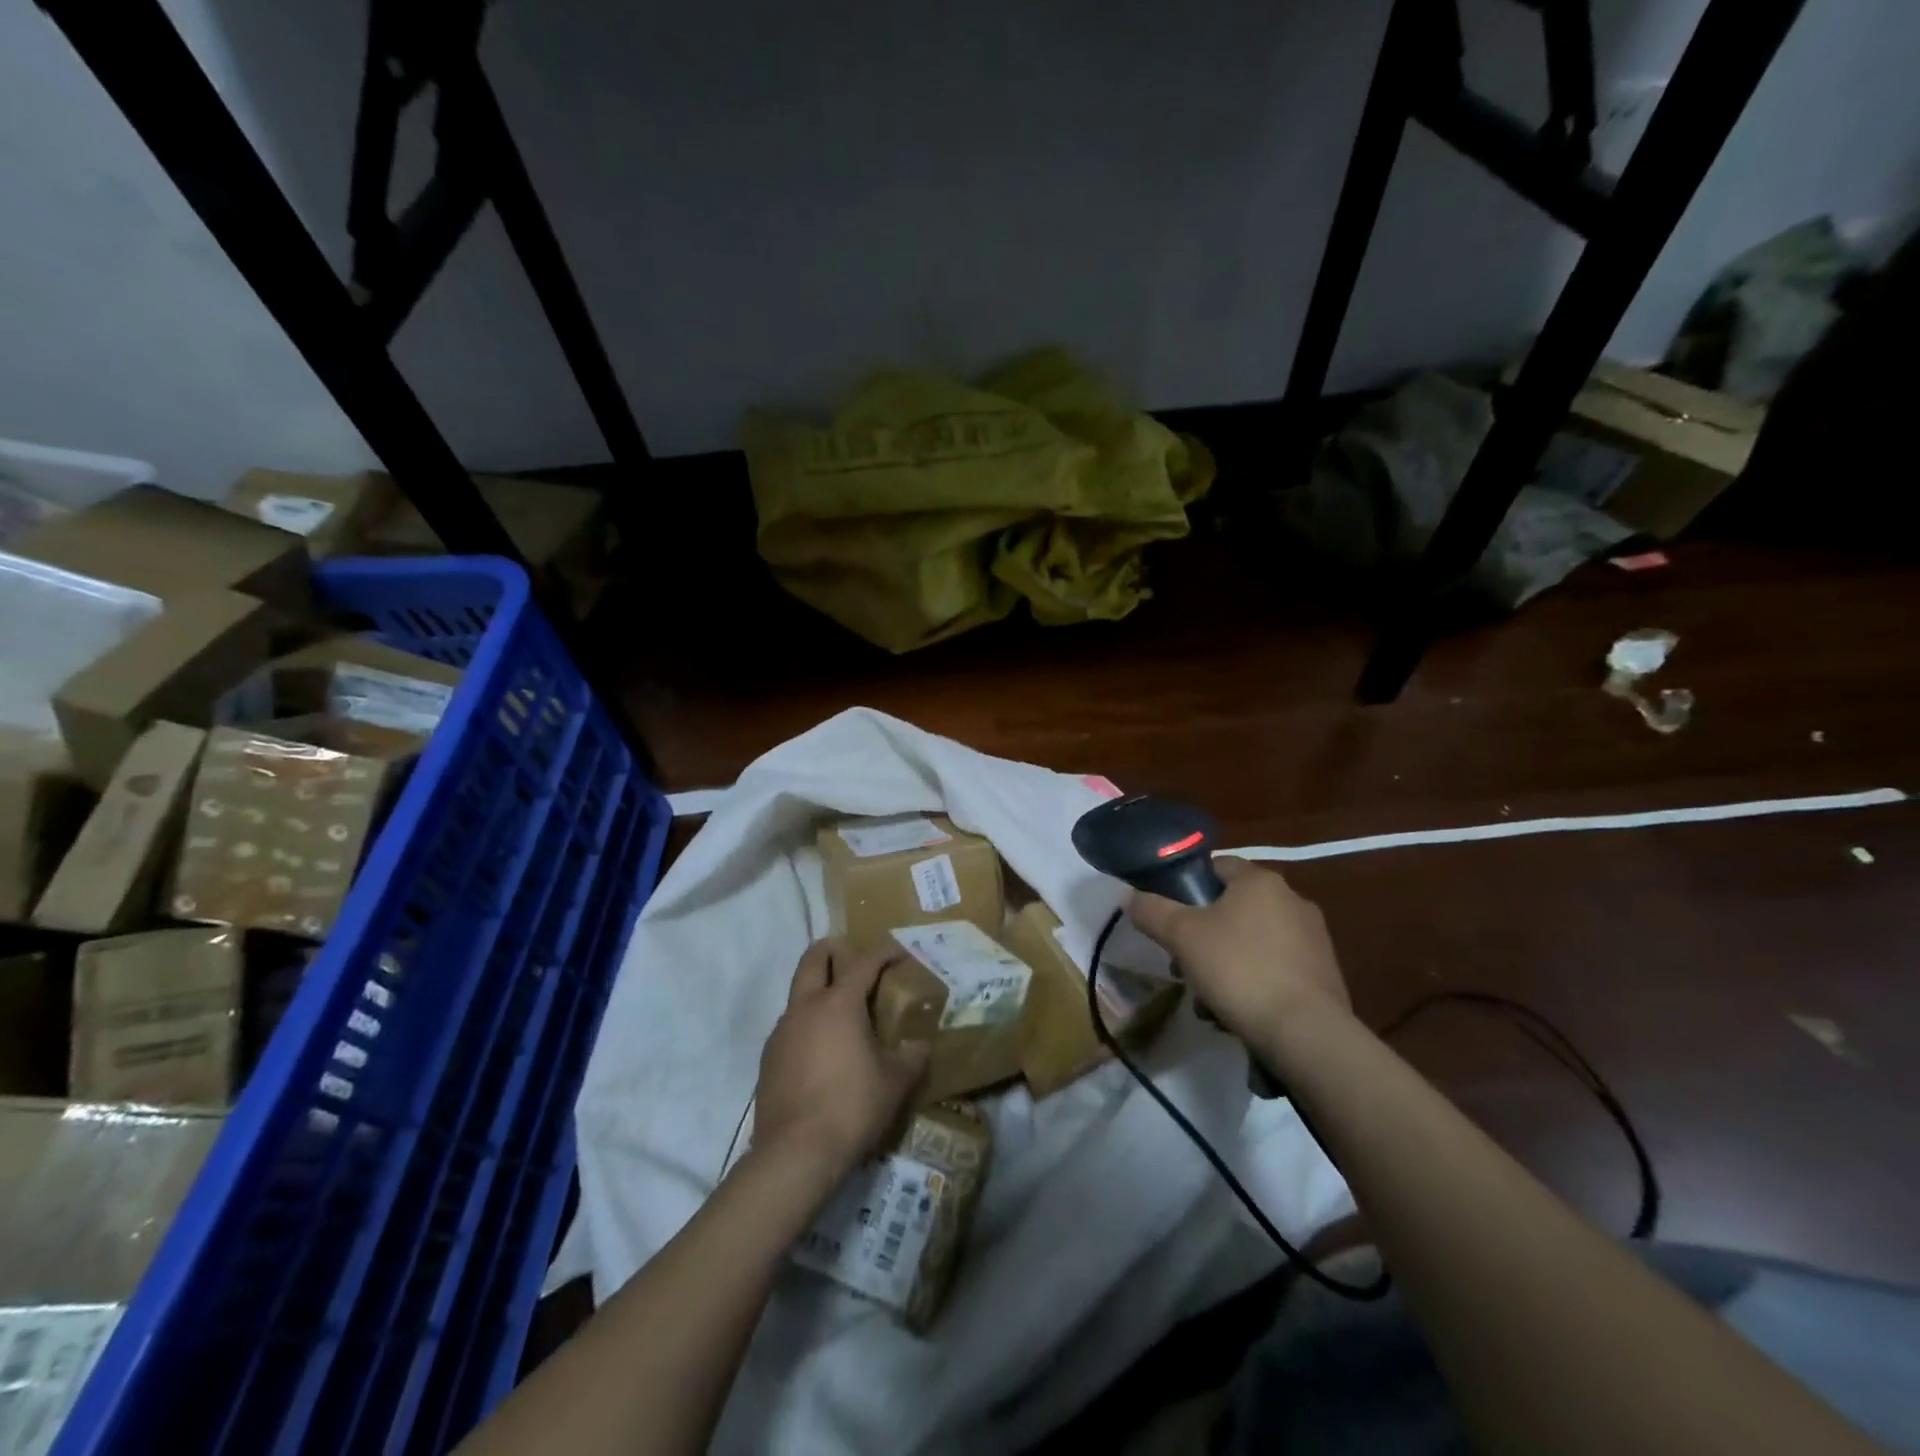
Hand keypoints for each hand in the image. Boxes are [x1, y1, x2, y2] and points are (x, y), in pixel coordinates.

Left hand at [752, 940, 930, 1185]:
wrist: (795, 1154)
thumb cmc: (852, 1107)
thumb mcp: (895, 1083)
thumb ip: (911, 1057)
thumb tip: (919, 1045)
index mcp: (839, 1003)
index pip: (864, 962)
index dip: (884, 952)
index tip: (899, 953)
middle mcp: (805, 1007)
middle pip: (813, 958)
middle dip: (833, 949)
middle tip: (851, 956)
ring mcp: (781, 1032)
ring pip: (798, 993)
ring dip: (817, 990)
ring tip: (841, 1013)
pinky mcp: (768, 1059)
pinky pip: (789, 1027)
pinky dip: (807, 1024)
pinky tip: (822, 1052)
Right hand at [1128, 857, 1350, 1044]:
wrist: (1306, 1033)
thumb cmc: (1239, 969)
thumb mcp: (1181, 936)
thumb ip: (1151, 910)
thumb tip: (1129, 895)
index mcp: (1260, 881)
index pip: (1217, 866)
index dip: (1188, 886)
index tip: (1171, 916)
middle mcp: (1292, 900)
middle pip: (1233, 908)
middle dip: (1203, 936)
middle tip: (1182, 964)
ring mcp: (1313, 938)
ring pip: (1252, 942)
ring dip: (1225, 965)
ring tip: (1207, 1000)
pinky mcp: (1323, 974)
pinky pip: (1275, 969)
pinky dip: (1253, 984)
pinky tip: (1236, 1014)